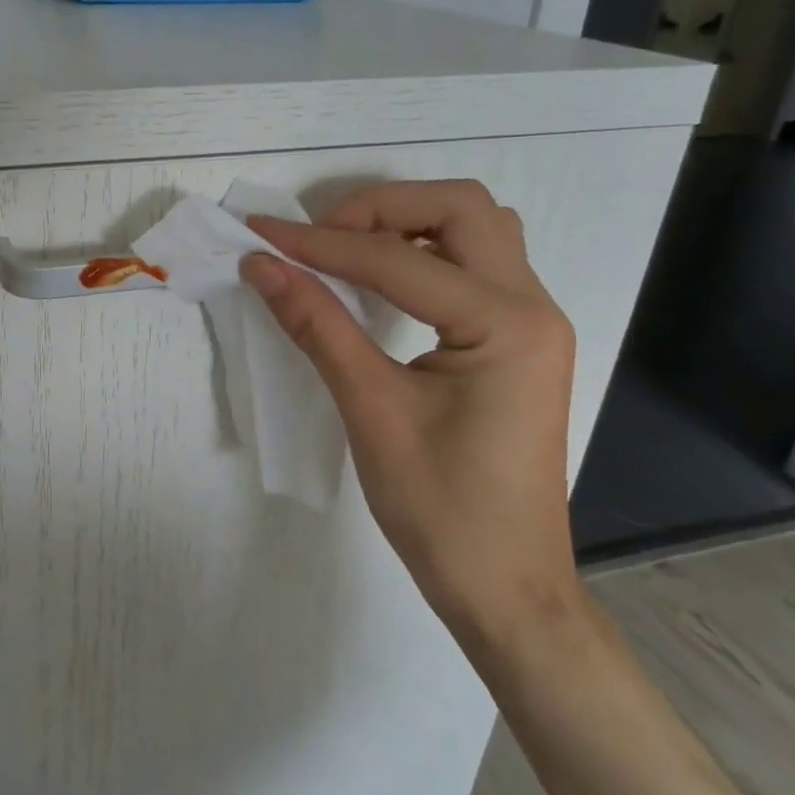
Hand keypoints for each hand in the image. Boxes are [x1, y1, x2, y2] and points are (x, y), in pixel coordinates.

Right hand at [239, 180, 578, 648]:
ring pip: (475, 230)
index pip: (398, 259)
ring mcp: (532, 322)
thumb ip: (317, 326)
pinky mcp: (517, 341)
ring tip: (345, 253)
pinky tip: (380, 282)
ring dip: (408, 224)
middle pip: (462, 208)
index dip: (321, 245)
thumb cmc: (441, 509)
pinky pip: (473, 267)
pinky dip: (422, 255)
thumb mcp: (371, 411)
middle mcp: (532, 306)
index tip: (262, 235)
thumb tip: (262, 267)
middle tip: (318, 239)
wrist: (505, 586)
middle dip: (381, 208)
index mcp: (507, 324)